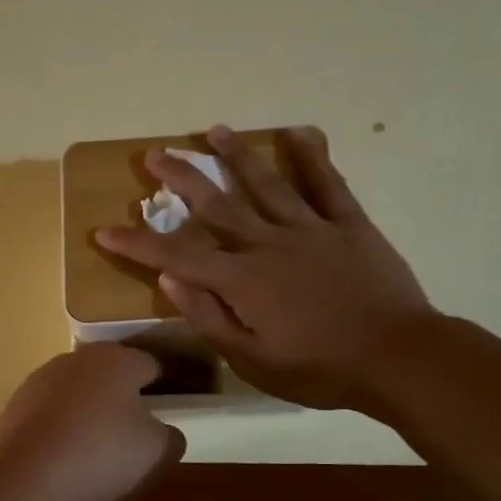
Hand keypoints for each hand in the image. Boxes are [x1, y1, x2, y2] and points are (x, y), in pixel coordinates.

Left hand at [0, 343, 185, 500]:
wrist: (27, 476)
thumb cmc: (103, 454)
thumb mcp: (159, 452)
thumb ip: (171, 437)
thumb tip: (165, 433)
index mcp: (117, 360)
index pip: (150, 366)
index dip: (162, 388)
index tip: (167, 413)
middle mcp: (76, 359)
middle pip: (108, 377)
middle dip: (120, 400)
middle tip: (130, 436)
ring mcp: (38, 381)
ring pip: (74, 395)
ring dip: (85, 415)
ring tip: (92, 454)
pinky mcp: (12, 407)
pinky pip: (46, 418)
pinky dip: (56, 433)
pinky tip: (60, 462)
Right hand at [94, 125, 438, 410]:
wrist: (396, 358)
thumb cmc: (319, 369)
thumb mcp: (252, 360)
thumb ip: (209, 317)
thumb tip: (168, 279)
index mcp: (242, 281)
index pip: (176, 255)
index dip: (137, 242)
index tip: (104, 229)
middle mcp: (268, 244)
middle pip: (216, 205)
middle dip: (181, 179)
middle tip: (154, 155)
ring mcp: (310, 229)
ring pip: (266, 184)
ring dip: (236, 157)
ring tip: (213, 131)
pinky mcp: (349, 225)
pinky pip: (327, 184)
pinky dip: (312, 156)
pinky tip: (298, 133)